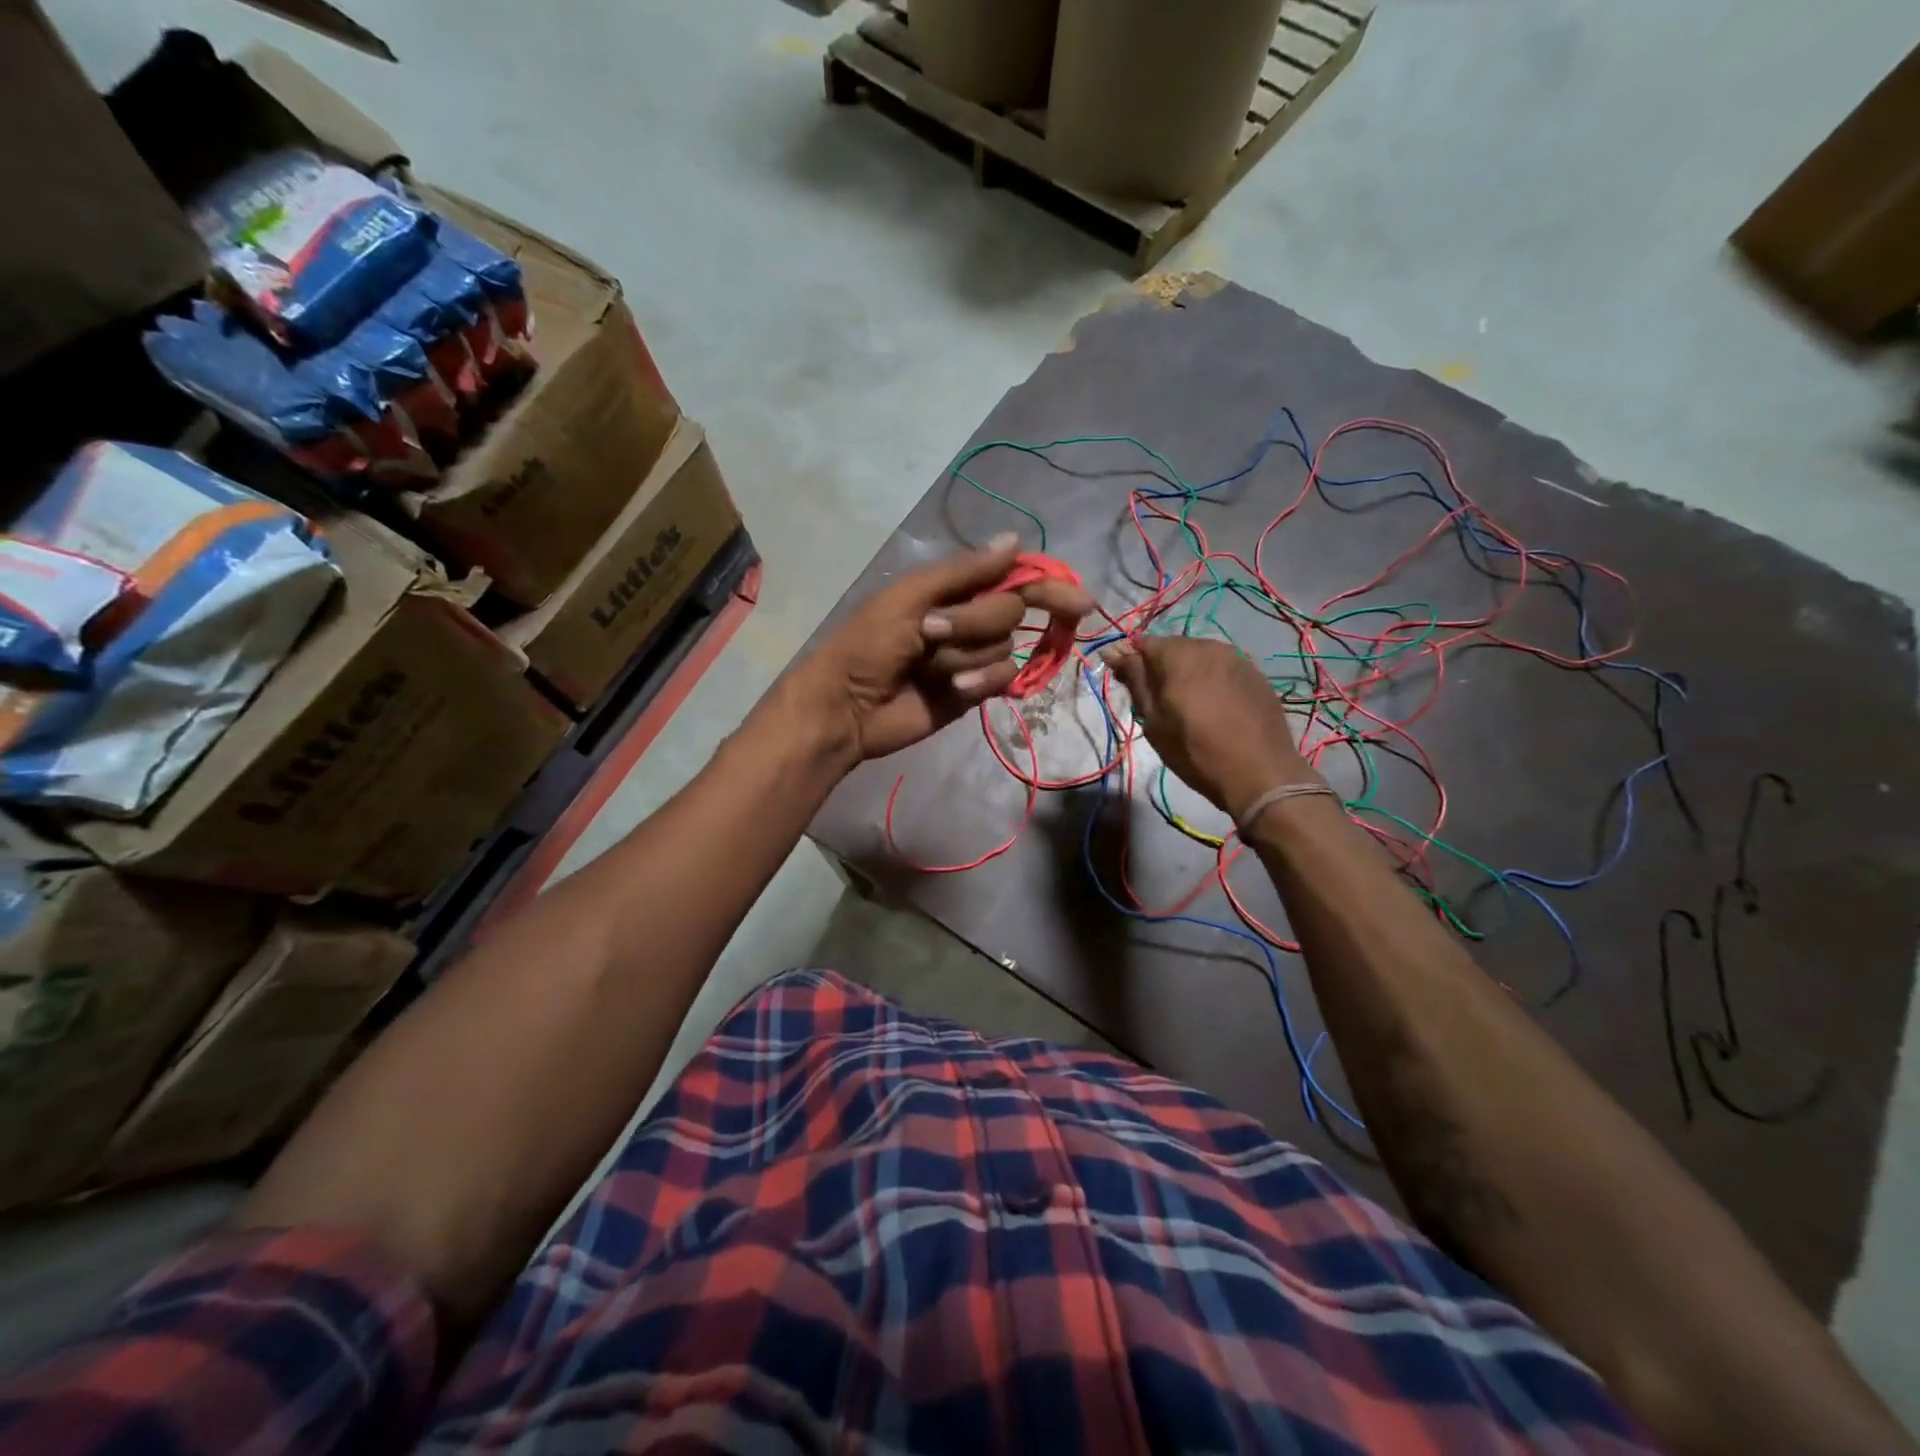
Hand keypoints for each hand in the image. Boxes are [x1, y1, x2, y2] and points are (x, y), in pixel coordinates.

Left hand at [780, 533, 1094, 767]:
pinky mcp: (974, 691)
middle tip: (931, 633)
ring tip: (928, 667)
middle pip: (1010, 612)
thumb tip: (1016, 539)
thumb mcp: (909, 598)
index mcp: (953, 589)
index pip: (1013, 579)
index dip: (1047, 586)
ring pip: (1005, 648)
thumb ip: (964, 572)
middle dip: (974, 622)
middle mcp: (969, 618)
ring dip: (967, 656)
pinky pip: (1000, 678)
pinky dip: (981, 681)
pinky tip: (953, 689)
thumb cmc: (868, 644)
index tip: (1080, 602)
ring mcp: (972, 656)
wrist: (847, 706)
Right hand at [1101, 636, 1315, 818]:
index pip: (1142, 643)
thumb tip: (1114, 651)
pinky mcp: (1256, 674)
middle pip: (1173, 648)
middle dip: (1160, 667)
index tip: (1125, 685)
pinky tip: (1214, 707)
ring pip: (1200, 657)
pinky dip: (1211, 681)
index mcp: (1178, 654)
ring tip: (1187, 705)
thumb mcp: (1154, 720)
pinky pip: (1223, 669)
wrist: (1260, 773)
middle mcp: (1209, 646)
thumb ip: (1135, 680)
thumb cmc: (1195, 750)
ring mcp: (1237, 658)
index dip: (1130, 661)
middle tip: (1156, 701)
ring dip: (1187, 673)